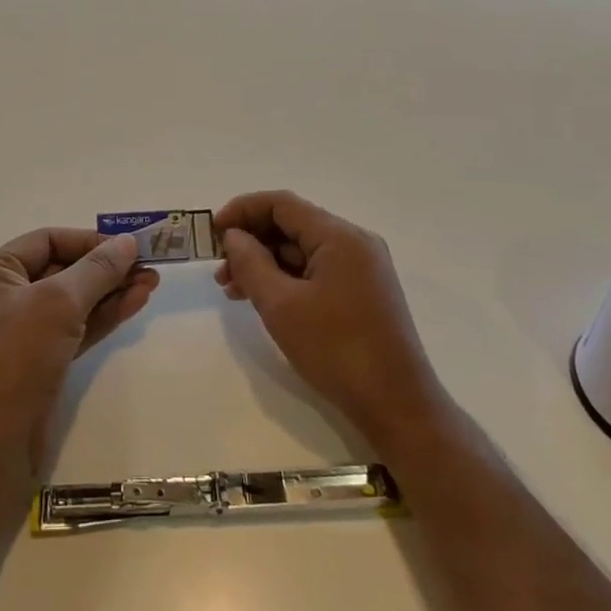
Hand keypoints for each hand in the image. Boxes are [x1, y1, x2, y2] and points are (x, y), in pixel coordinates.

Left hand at [0, 228, 158, 480]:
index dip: (89, 240)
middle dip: (106, 268)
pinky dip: (103, 315)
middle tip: (148, 265)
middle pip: (62, 269)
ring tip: (152, 283)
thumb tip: (128, 241)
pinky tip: (135, 303)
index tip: (129, 246)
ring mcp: (20, 331)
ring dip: (111, 291)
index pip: (46, 240)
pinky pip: (75, 327)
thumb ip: (97, 268)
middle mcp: (2, 297)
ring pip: (73, 300)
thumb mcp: (59, 302)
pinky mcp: (39, 361)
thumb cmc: (17, 358)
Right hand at [214, 191, 443, 446]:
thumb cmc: (336, 350)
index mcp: (340, 236)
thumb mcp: (281, 306)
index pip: (282, 204)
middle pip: (292, 225)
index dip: (242, 211)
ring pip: (303, 250)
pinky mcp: (363, 291)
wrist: (397, 406)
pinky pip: (317, 270)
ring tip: (232, 290)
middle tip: (219, 269)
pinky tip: (263, 299)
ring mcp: (362, 268)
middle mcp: (355, 242)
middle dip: (251, 241)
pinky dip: (287, 278)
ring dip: (265, 263)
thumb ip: (251, 263)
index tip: (212, 233)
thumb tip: (233, 236)